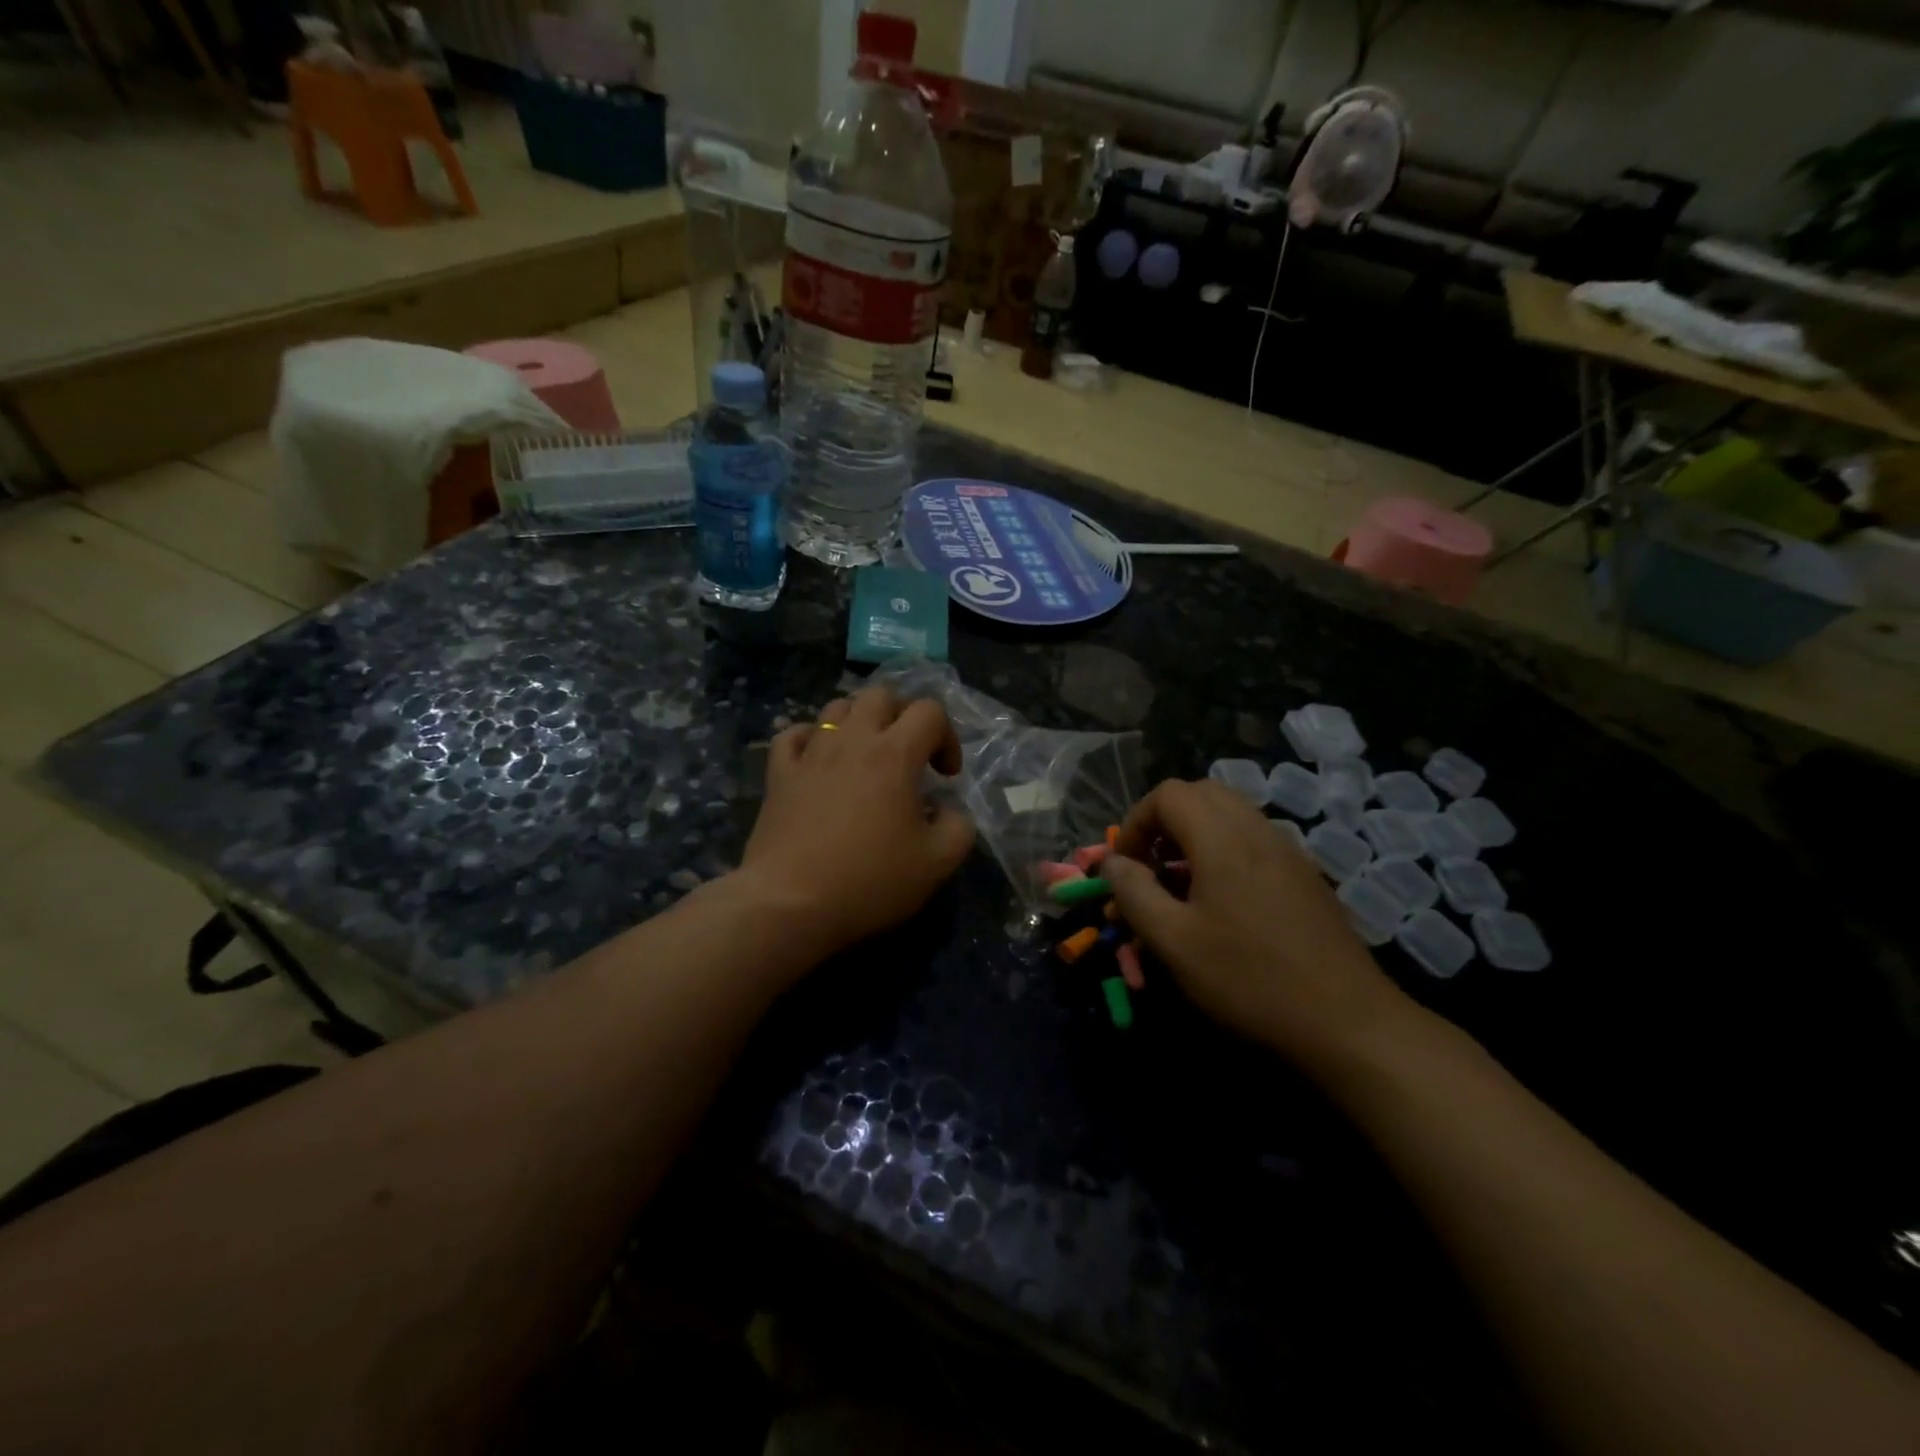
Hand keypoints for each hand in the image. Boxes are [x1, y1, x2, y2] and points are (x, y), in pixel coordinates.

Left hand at [739, 687, 974, 960]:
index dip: (947, 737)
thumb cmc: (869, 881)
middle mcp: (852, 741)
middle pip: (881, 696)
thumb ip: (959, 828)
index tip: (945, 777)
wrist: (791, 902)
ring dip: (860, 721)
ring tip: (867, 754)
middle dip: (903, 716)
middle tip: (909, 755)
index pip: (929, 712)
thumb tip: (950, 811)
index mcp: (895, 754)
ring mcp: (811, 754)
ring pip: (836, 707)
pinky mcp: (779, 774)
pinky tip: (818, 760)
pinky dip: (810, 738)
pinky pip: (793, 734)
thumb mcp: (937, 863)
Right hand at [1104, 778, 1416, 1072]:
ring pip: (1231, 815)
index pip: (1168, 794)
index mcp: (1222, 838)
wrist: (1347, 1022)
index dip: (1136, 822)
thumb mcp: (1173, 941)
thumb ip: (1133, 893)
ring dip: (1195, 835)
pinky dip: (1225, 851)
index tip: (1125, 866)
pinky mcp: (1306, 877)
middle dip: (1165, 821)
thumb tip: (1113, 863)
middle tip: (1151, 865)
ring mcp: (1288, 852)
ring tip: (1181, 884)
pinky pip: (1255, 841)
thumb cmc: (1248, 979)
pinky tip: (1223, 903)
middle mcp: (1258, 831)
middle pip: (1202, 794)